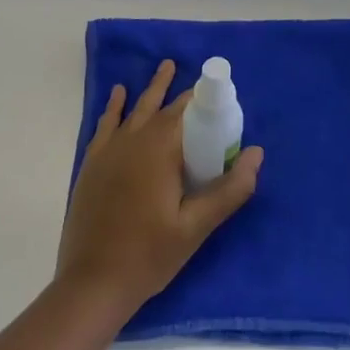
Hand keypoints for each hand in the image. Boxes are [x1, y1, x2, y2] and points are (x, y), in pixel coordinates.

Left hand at [56, 60, 262, 316]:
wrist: (92, 283)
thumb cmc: (149, 255)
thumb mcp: (196, 227)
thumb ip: (229, 189)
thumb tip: (257, 153)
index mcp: (160, 149)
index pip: (188, 111)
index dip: (205, 99)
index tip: (223, 93)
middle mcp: (133, 140)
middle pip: (162, 105)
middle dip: (182, 92)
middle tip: (198, 76)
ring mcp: (109, 151)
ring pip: (135, 109)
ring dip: (152, 89)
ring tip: (165, 66)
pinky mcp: (92, 164)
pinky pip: (107, 124)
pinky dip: (116, 107)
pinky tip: (120, 94)